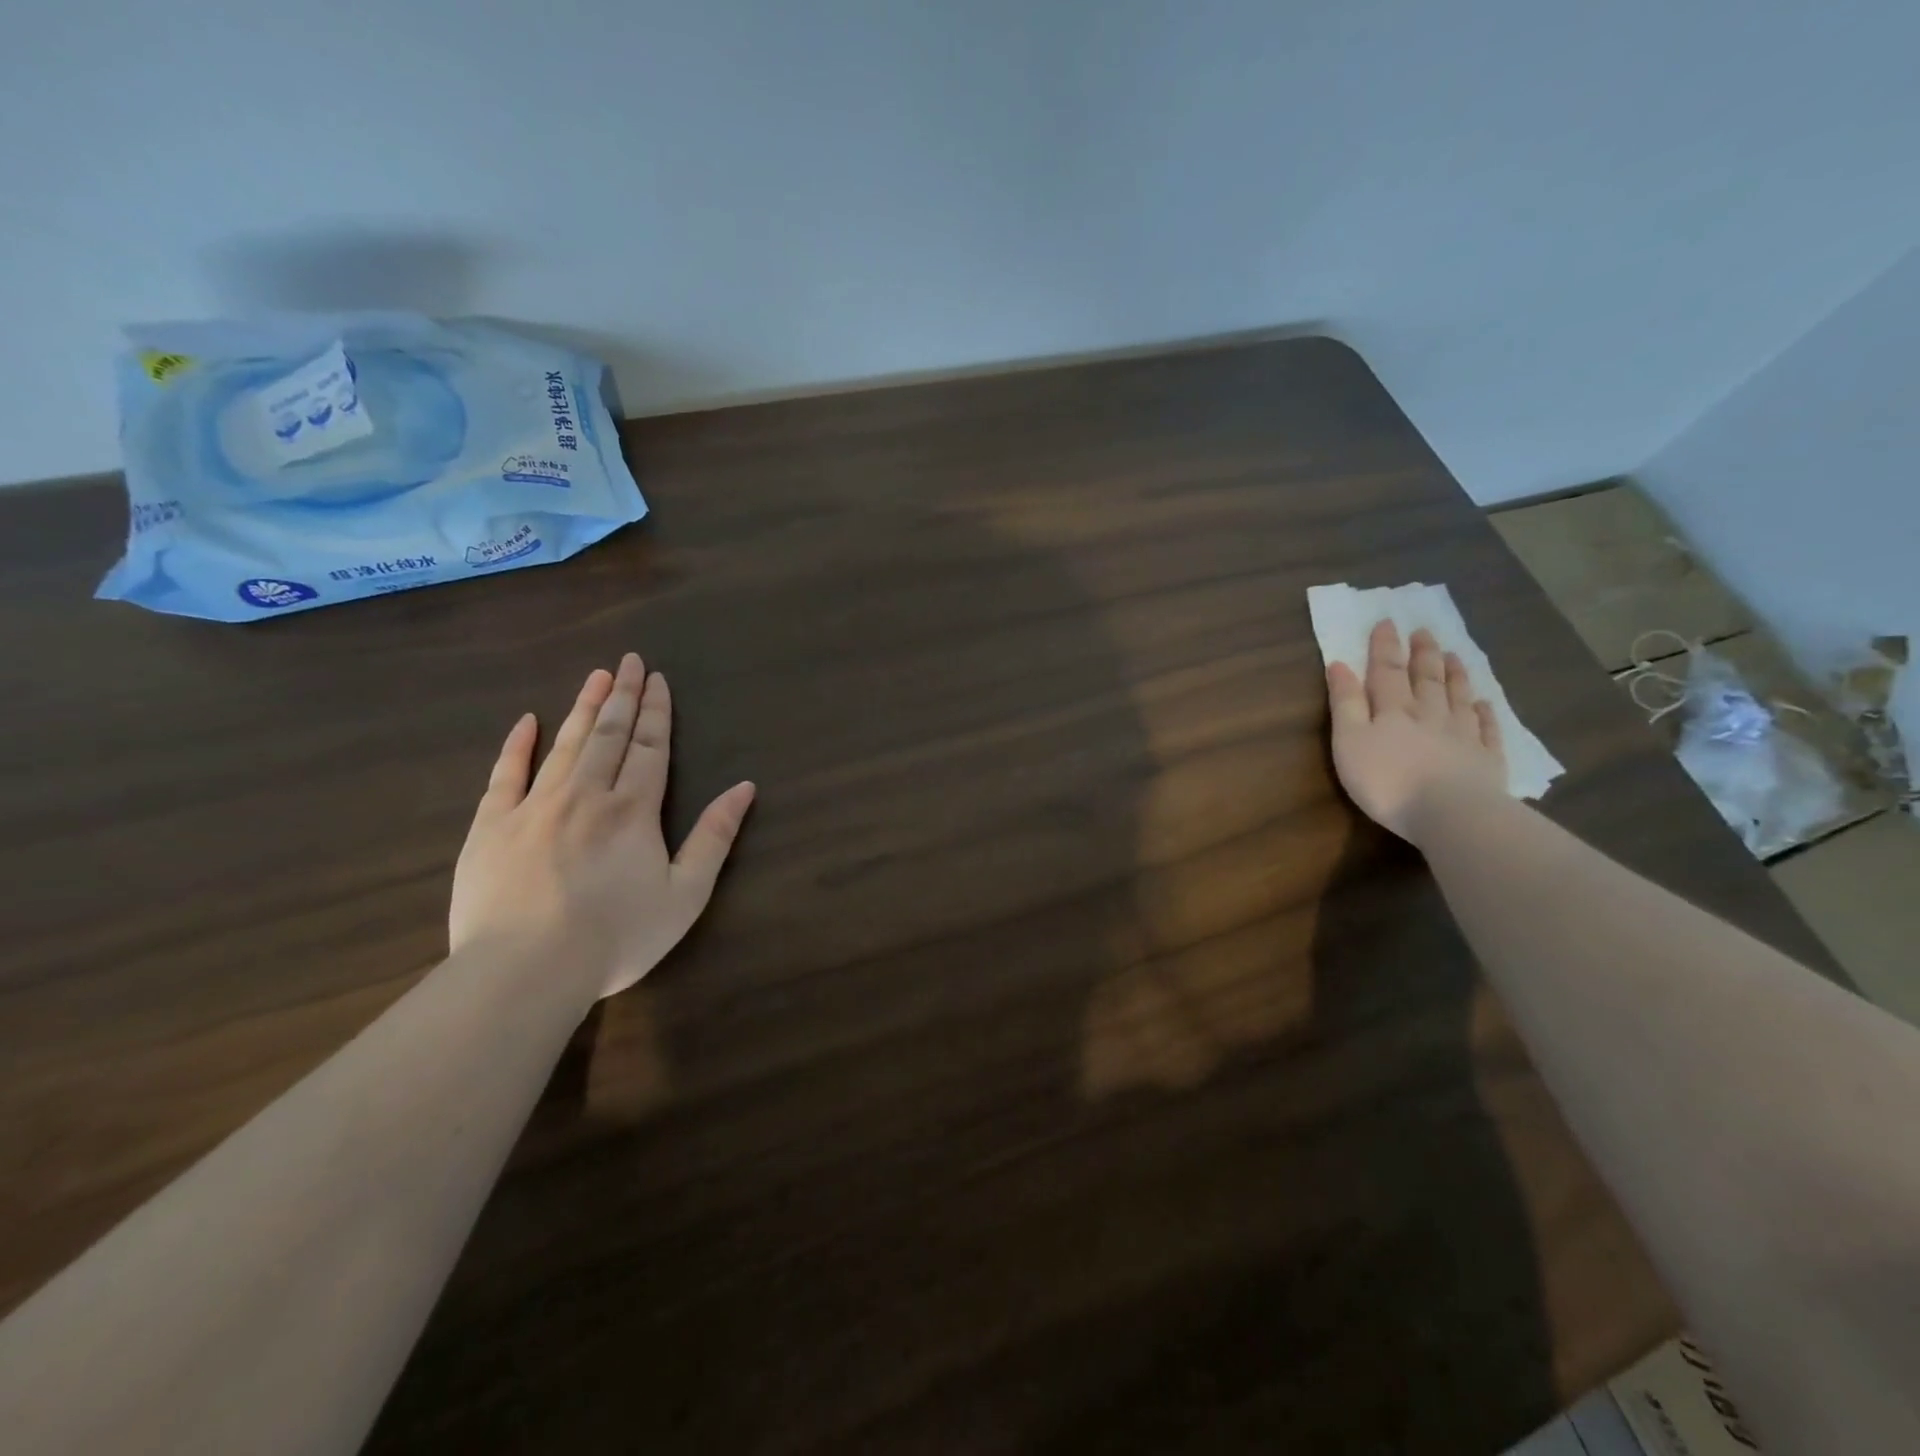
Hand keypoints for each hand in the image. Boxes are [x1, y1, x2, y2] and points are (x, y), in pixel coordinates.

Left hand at [449, 653, 755, 999]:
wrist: (526, 971)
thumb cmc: (617, 936)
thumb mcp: (686, 894)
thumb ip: (715, 837)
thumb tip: (744, 787)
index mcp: (634, 810)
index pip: (649, 747)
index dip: (656, 712)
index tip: (658, 679)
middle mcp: (586, 794)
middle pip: (609, 735)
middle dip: (622, 696)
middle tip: (629, 661)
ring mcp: (534, 807)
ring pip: (565, 744)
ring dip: (583, 708)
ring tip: (596, 677)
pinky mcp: (492, 827)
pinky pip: (505, 775)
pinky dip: (517, 745)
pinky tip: (527, 721)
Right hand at [1326, 621, 1505, 841]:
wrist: (1450, 813)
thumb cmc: (1387, 780)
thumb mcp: (1349, 741)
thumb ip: (1345, 703)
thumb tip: (1340, 664)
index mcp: (1393, 710)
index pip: (1386, 671)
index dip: (1384, 646)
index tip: (1387, 621)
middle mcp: (1429, 714)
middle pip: (1425, 678)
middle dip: (1422, 653)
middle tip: (1424, 631)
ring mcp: (1462, 735)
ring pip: (1457, 697)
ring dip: (1454, 674)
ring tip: (1453, 655)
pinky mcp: (1486, 759)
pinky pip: (1486, 729)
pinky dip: (1485, 713)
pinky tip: (1485, 704)